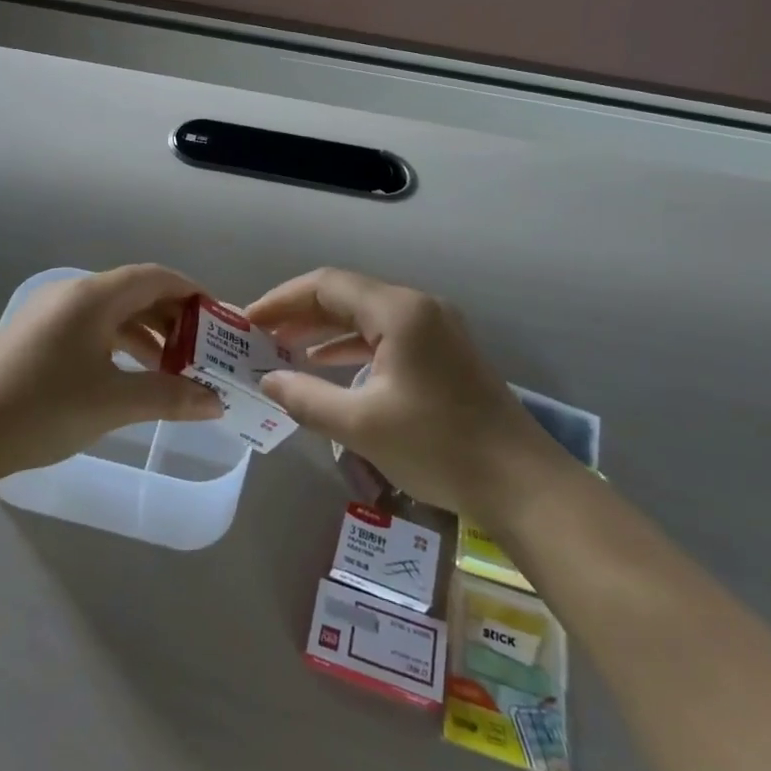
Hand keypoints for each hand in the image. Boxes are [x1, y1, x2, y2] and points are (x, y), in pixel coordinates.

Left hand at [0, 265, 222, 476]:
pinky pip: (89, 328)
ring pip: (111, 313)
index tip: (218, 319)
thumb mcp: (113, 403)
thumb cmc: (43, 408)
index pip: (155, 277)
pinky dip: (117, 344)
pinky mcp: (34, 336)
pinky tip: (128, 375)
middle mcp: (72, 294)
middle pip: (134, 293)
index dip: (191, 293)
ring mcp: (48, 313)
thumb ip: (169, 396)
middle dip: (171, 318)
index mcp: (93, 296)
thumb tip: (215, 402)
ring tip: (172, 368)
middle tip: (202, 349)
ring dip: (145, 334)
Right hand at [246, 268, 570, 513]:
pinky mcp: (443, 352)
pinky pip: (385, 335)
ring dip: (323, 330)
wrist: (522, 484)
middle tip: (259, 336)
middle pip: (345, 295)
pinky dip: (351, 346)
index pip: (325, 286)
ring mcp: (435, 328)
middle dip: (299, 313)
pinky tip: (328, 366)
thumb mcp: (361, 425)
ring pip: (365, 315)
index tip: (247, 321)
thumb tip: (267, 380)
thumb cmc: (438, 447)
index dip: (281, 300)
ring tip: (283, 349)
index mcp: (398, 311)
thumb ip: (306, 397)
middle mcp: (417, 307)